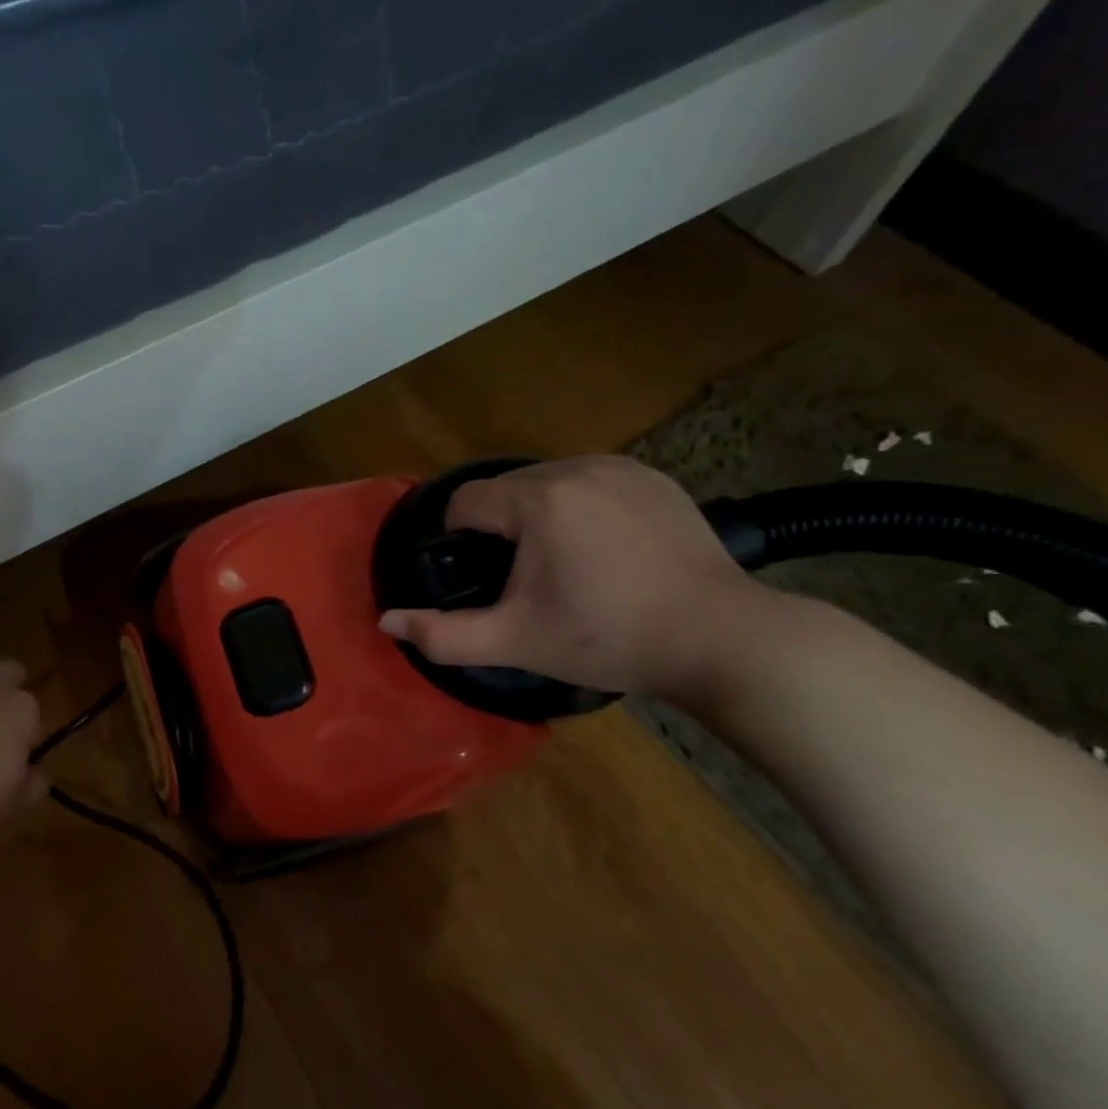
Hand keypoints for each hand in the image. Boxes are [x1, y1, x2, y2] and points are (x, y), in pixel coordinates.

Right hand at [378, 455, 769, 701]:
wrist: (720, 638)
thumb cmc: (609, 638)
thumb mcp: (517, 641)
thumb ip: (445, 634)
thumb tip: (387, 621)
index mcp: (540, 501)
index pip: (466, 501)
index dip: (461, 539)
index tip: (484, 577)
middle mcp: (577, 468)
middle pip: (505, 489)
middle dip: (502, 528)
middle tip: (527, 579)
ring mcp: (620, 467)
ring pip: (546, 481)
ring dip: (538, 514)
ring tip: (566, 563)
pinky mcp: (652, 476)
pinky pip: (588, 480)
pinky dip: (580, 506)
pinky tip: (604, 547)